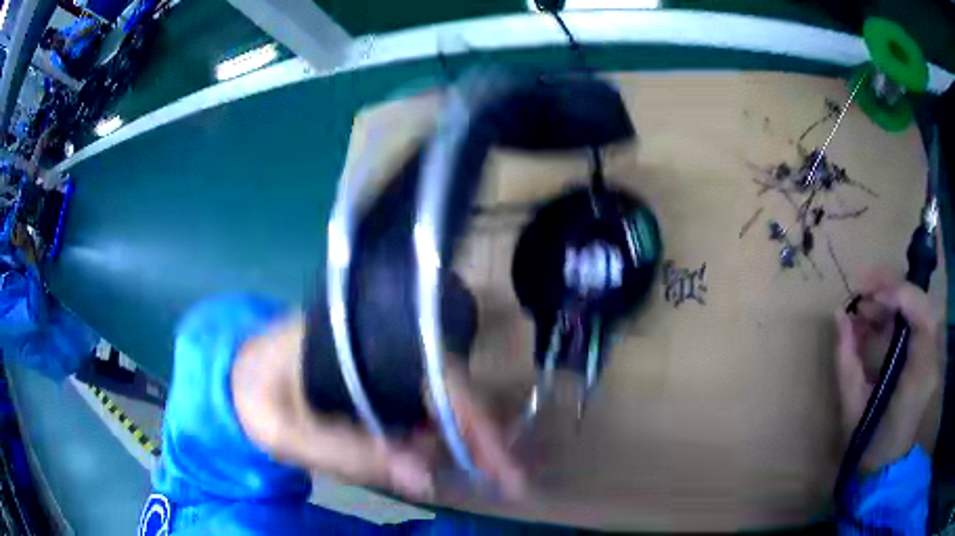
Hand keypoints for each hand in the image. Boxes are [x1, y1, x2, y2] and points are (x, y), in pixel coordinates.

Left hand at [231, 314, 524, 500]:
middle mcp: (380, 341)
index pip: (437, 377)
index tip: (507, 470)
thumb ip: (347, 452)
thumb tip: (424, 479)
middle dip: (480, 436)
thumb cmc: (257, 395)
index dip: (477, 424)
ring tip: (472, 472)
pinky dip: (436, 435)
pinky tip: (431, 457)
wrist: (239, 373)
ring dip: (460, 438)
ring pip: (440, 397)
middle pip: (450, 385)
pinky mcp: (379, 376)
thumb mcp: (287, 431)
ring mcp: (382, 357)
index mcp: (357, 342)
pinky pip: (420, 405)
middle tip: (504, 479)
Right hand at [835, 271, 942, 472]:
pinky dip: (896, 314)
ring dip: (892, 299)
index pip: (921, 314)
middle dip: (892, 287)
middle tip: (862, 287)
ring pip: (918, 307)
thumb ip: (848, 359)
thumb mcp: (853, 406)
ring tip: (864, 304)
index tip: (868, 294)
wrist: (881, 469)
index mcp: (918, 374)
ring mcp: (931, 356)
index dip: (898, 294)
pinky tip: (875, 319)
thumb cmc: (867, 443)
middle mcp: (930, 358)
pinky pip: (915, 322)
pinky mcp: (927, 356)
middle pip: (921, 302)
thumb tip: (838, 314)